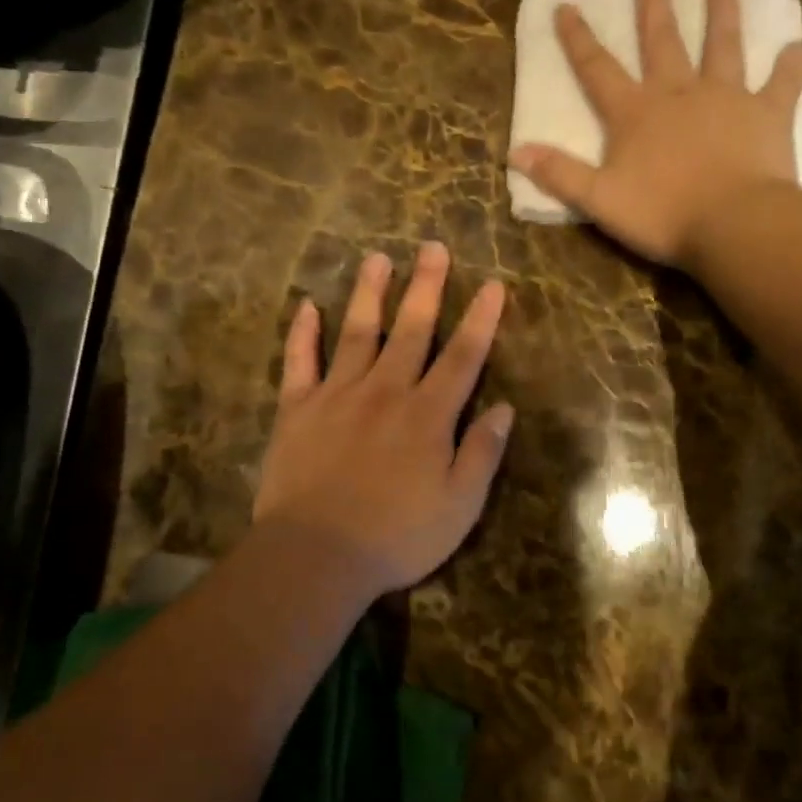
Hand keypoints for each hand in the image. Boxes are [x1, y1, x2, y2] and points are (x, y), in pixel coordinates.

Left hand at [254, 242, 513, 599]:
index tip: (493, 284)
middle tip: (432, 246)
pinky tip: (307, 306)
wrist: (316, 554)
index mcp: (428, 415)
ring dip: (369, 293)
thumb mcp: (460, 505)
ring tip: (376, 258)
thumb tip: (504, 408)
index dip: (481, 319)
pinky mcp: (296, 410)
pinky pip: (299, 362)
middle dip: (426, 287)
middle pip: (411, 330)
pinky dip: (303, 333)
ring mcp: (337, 396)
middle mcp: (385, 391)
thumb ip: (482, 453)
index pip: (462, 357)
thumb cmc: (397, 536)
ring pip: (357, 332)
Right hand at [509, 0, 801, 267]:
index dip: (579, 39)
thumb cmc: (663, 214)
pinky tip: (793, 47)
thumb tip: (516, 152)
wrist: (734, 224)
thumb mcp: (599, 200)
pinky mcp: (767, 115)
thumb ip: (560, 174)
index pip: (598, 70)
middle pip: (662, 41)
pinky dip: (787, 67)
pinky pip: (780, 85)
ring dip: (721, 13)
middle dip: (653, 4)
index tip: (567, 5)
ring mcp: (726, 99)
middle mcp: (679, 93)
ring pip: (722, 46)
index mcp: (635, 114)